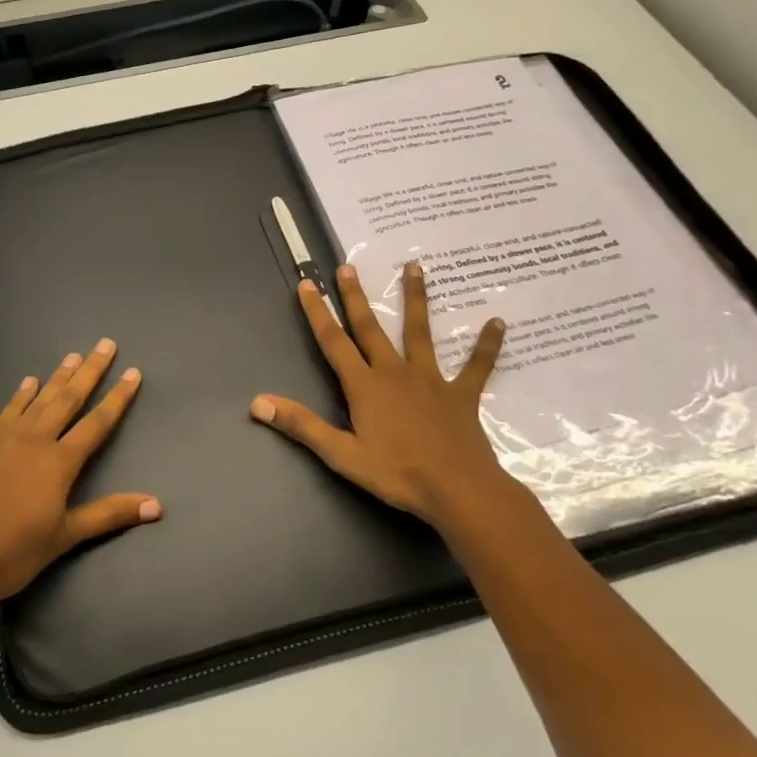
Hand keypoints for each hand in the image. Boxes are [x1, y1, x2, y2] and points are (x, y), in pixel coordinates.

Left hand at [0, 338, 161, 607]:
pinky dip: (21, 395)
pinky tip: (28, 382)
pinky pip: (8, 411)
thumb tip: (157, 505)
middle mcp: (35, 440)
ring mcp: (5, 440)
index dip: (117, 398)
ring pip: (39, 399)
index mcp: (59, 462)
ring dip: (58, 376)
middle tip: (106, 344)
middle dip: (90, 371)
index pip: (97, 423)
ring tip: (73, 354)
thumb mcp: (63, 537)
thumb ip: (108, 515)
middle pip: (68, 399)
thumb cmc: (10, 553)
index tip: (133, 372)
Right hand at [251, 261, 508, 528]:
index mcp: (365, 386)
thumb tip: (258, 402)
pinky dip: (487, 346)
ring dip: (416, 299)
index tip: (308, 284)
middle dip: (355, 296)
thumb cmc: (397, 473)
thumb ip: (302, 425)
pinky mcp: (461, 394)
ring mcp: (431, 380)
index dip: (318, 313)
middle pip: (370, 328)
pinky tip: (498, 323)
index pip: (333, 342)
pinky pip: (476, 367)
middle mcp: (395, 372)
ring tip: (415, 267)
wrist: (458, 490)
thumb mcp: (342, 454)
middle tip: (347, 266)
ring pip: (420, 332)